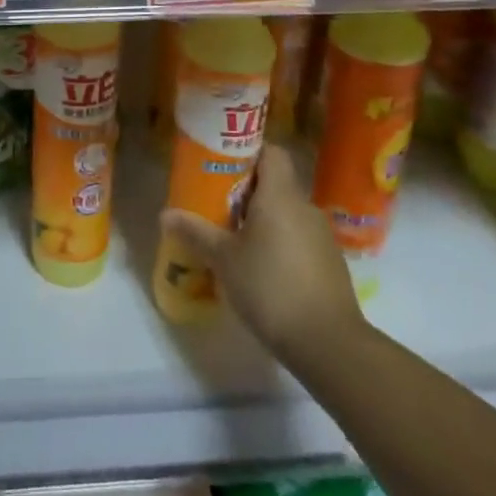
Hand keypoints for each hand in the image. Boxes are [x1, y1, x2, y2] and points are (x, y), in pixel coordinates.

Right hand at [159, 142, 367, 368]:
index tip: (222, 164)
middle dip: (246, 191)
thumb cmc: (270, 287)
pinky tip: (260, 268)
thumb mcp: (223, 259)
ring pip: (287, 213)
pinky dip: (279, 243)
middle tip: (216, 204)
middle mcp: (304, 207)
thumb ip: (195, 232)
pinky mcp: (329, 263)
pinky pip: (298, 238)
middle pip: (275, 183)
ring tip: (233, 238)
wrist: (328, 342)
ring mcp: (322, 236)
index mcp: (280, 196)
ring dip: (262, 220)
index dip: (247, 152)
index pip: (271, 152)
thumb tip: (166, 214)